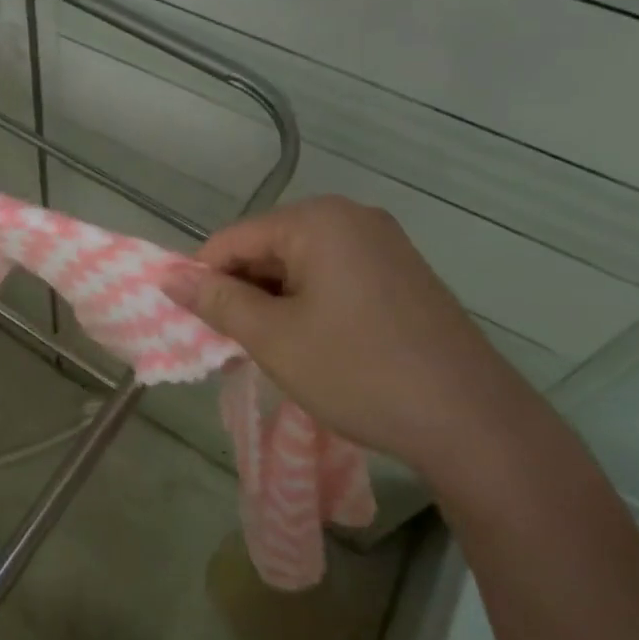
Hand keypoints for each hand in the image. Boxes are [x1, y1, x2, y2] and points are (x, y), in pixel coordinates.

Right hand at [162, 196, 548, 479]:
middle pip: (269, 247)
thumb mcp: (274, 338)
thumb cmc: (359, 371)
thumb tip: (166, 276)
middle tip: (233, 346)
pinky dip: (310, 306)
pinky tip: (313, 346)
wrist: (472, 421)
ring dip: (275, 303)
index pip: (234, 239)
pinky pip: (335, 278)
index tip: (196, 325)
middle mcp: (353, 218)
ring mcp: (384, 245)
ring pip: (301, 266)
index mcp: (318, 220)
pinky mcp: (403, 275)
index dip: (205, 279)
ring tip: (272, 352)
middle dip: (243, 292)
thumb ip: (216, 301)